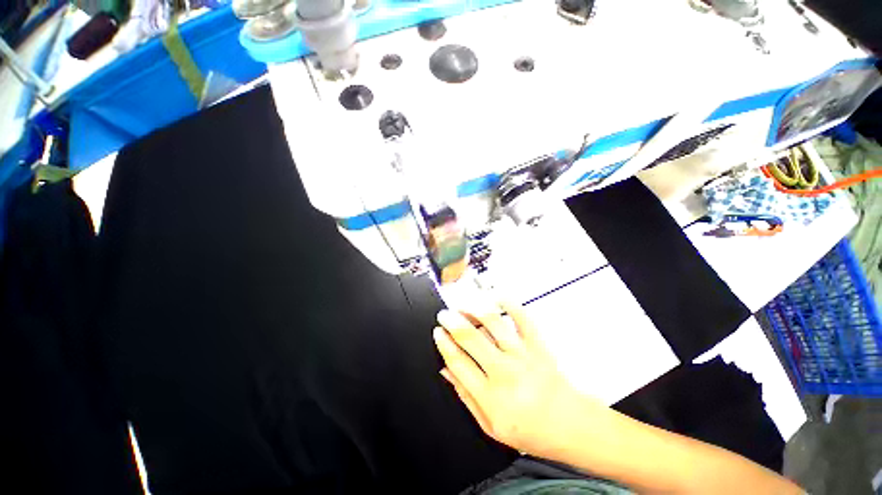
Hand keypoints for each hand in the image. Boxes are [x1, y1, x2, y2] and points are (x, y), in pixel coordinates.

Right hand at [433, 300, 607, 457]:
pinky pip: (522, 317)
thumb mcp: (490, 426)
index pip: (459, 362)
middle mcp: (506, 372)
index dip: (444, 343)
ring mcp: (523, 355)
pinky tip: (496, 297)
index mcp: (491, 396)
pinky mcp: (537, 344)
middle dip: (452, 321)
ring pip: (493, 323)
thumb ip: (466, 396)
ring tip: (463, 305)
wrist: (569, 424)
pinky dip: (509, 303)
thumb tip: (447, 370)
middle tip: (444, 315)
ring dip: (474, 309)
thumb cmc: (530, 429)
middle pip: (471, 337)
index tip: (437, 332)